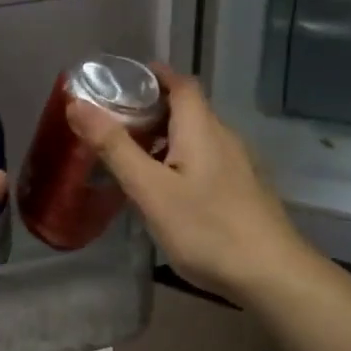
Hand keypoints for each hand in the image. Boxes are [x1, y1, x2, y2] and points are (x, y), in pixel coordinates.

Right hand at [67, 66, 314, 306]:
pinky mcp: (243, 190)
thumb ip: (114, 147)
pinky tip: (166, 189)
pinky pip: (207, 160)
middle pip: (187, 109)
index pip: (181, 82)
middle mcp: (224, 137)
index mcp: (202, 128)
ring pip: (197, 137)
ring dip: (165, 137)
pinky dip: (181, 159)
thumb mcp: (150, 189)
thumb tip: (77, 104)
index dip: (153, 74)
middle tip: (113, 123)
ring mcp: (239, 165)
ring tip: (132, 156)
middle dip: (151, 108)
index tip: (121, 80)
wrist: (273, 275)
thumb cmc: (207, 228)